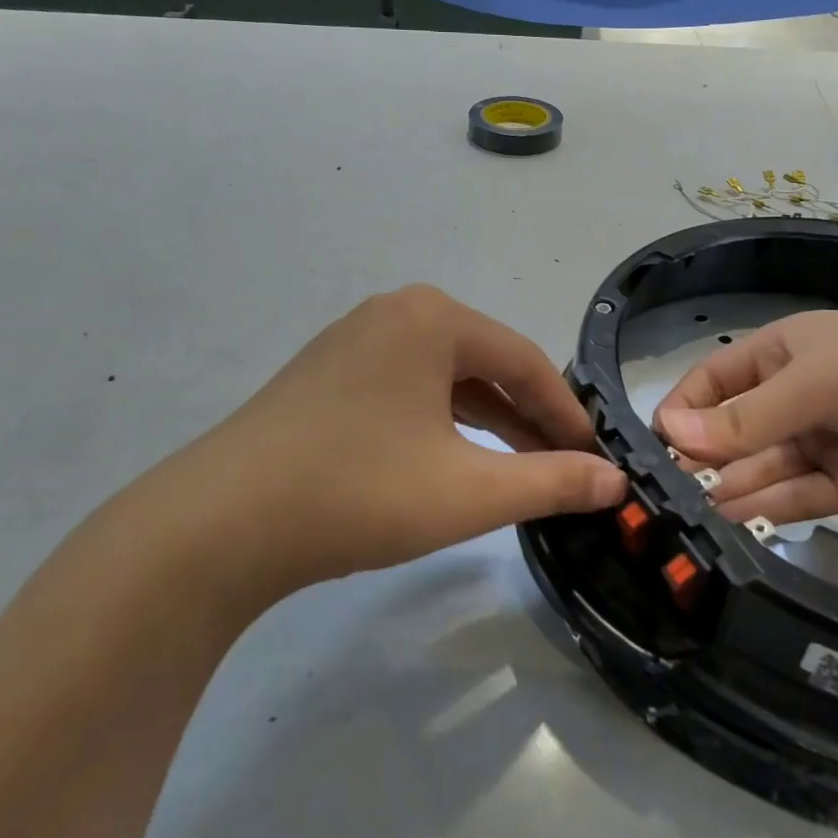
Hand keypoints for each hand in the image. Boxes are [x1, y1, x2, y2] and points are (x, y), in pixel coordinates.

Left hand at [181, 285, 626, 596]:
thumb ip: (552, 482)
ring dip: (485, 422)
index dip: (567, 412)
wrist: (220, 524)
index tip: (595, 458)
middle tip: (561, 468)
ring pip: (443, 378)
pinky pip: (406, 388)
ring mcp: (353, 340)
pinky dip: (439, 422)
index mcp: (433, 318)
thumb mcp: (470, 491)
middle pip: (484, 364)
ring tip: (515, 471)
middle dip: (527, 418)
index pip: (524, 361)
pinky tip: (449, 460)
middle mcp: (394, 312)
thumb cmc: (359, 493)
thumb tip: (616, 483)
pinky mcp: (326, 372)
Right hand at [654, 300, 837, 523]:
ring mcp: (824, 441)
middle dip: (707, 460)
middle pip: (737, 432)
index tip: (656, 448)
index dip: (683, 412)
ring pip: (766, 468)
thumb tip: (668, 434)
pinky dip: (771, 508)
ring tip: (695, 518)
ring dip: (734, 489)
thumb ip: (742, 419)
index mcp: (777, 356)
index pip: (712, 383)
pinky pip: (802, 495)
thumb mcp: (809, 383)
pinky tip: (736, 522)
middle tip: (670, 498)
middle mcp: (794, 397)